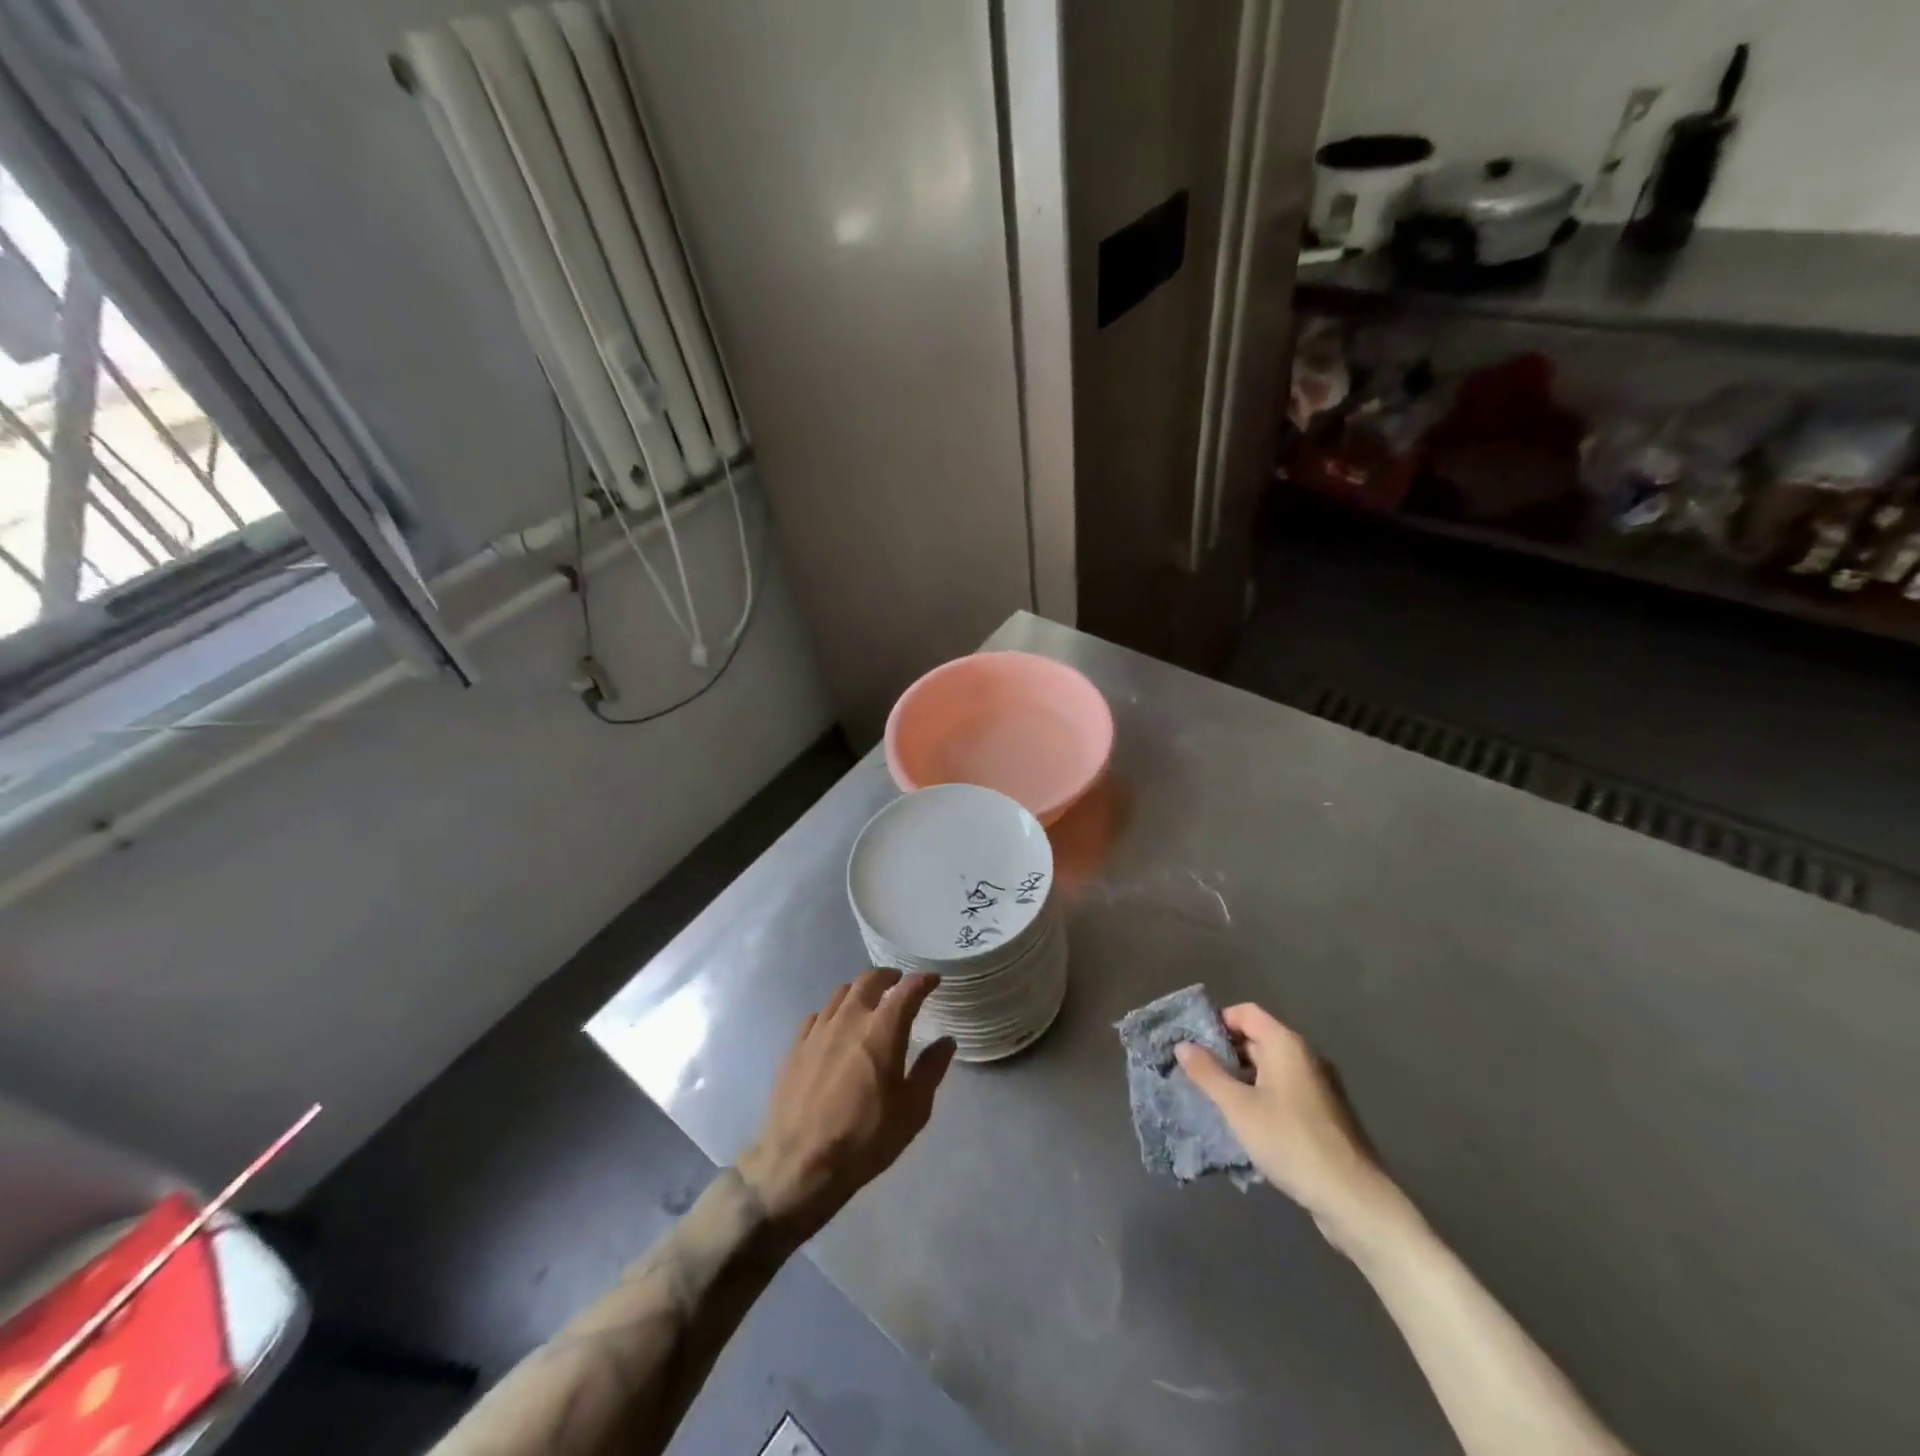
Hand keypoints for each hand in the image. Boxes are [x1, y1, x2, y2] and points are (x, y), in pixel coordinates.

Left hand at [736, 970, 955, 1240]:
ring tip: (868, 1001)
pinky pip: (817, 1016)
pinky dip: (833, 1013)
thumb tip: (946, 1042)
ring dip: (859, 991)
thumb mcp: (912, 1110)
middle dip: (888, 976)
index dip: (922, 981)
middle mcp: (849, 1019)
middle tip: (898, 982)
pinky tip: (834, 1027)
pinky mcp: (795, 1047)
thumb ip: (931, 1070)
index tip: (933, 980)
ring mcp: (818, 1030)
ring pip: (840, 993)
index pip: (907, 990)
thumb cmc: (865, 1138)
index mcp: (882, 1030)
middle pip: (869, 980)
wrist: (799, 1164)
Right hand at [1176, 1004, 1406, 1253]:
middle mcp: (1304, 1057)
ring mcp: (1316, 1087)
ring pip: (1268, 1068)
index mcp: (1286, 1044)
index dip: (1217, 1022)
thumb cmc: (1290, 1141)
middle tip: (1195, 1074)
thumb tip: (1182, 1044)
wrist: (1352, 1199)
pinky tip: (1244, 1124)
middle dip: (1224, 1053)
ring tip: (1212, 1100)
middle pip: (1257, 1038)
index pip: (1246, 1012)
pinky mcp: (1322, 1115)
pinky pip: (1282, 1092)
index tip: (1192, 1045)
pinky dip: (1259, 1098)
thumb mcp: (1238, 1107)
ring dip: (1240, 1079)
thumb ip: (1207, 1073)